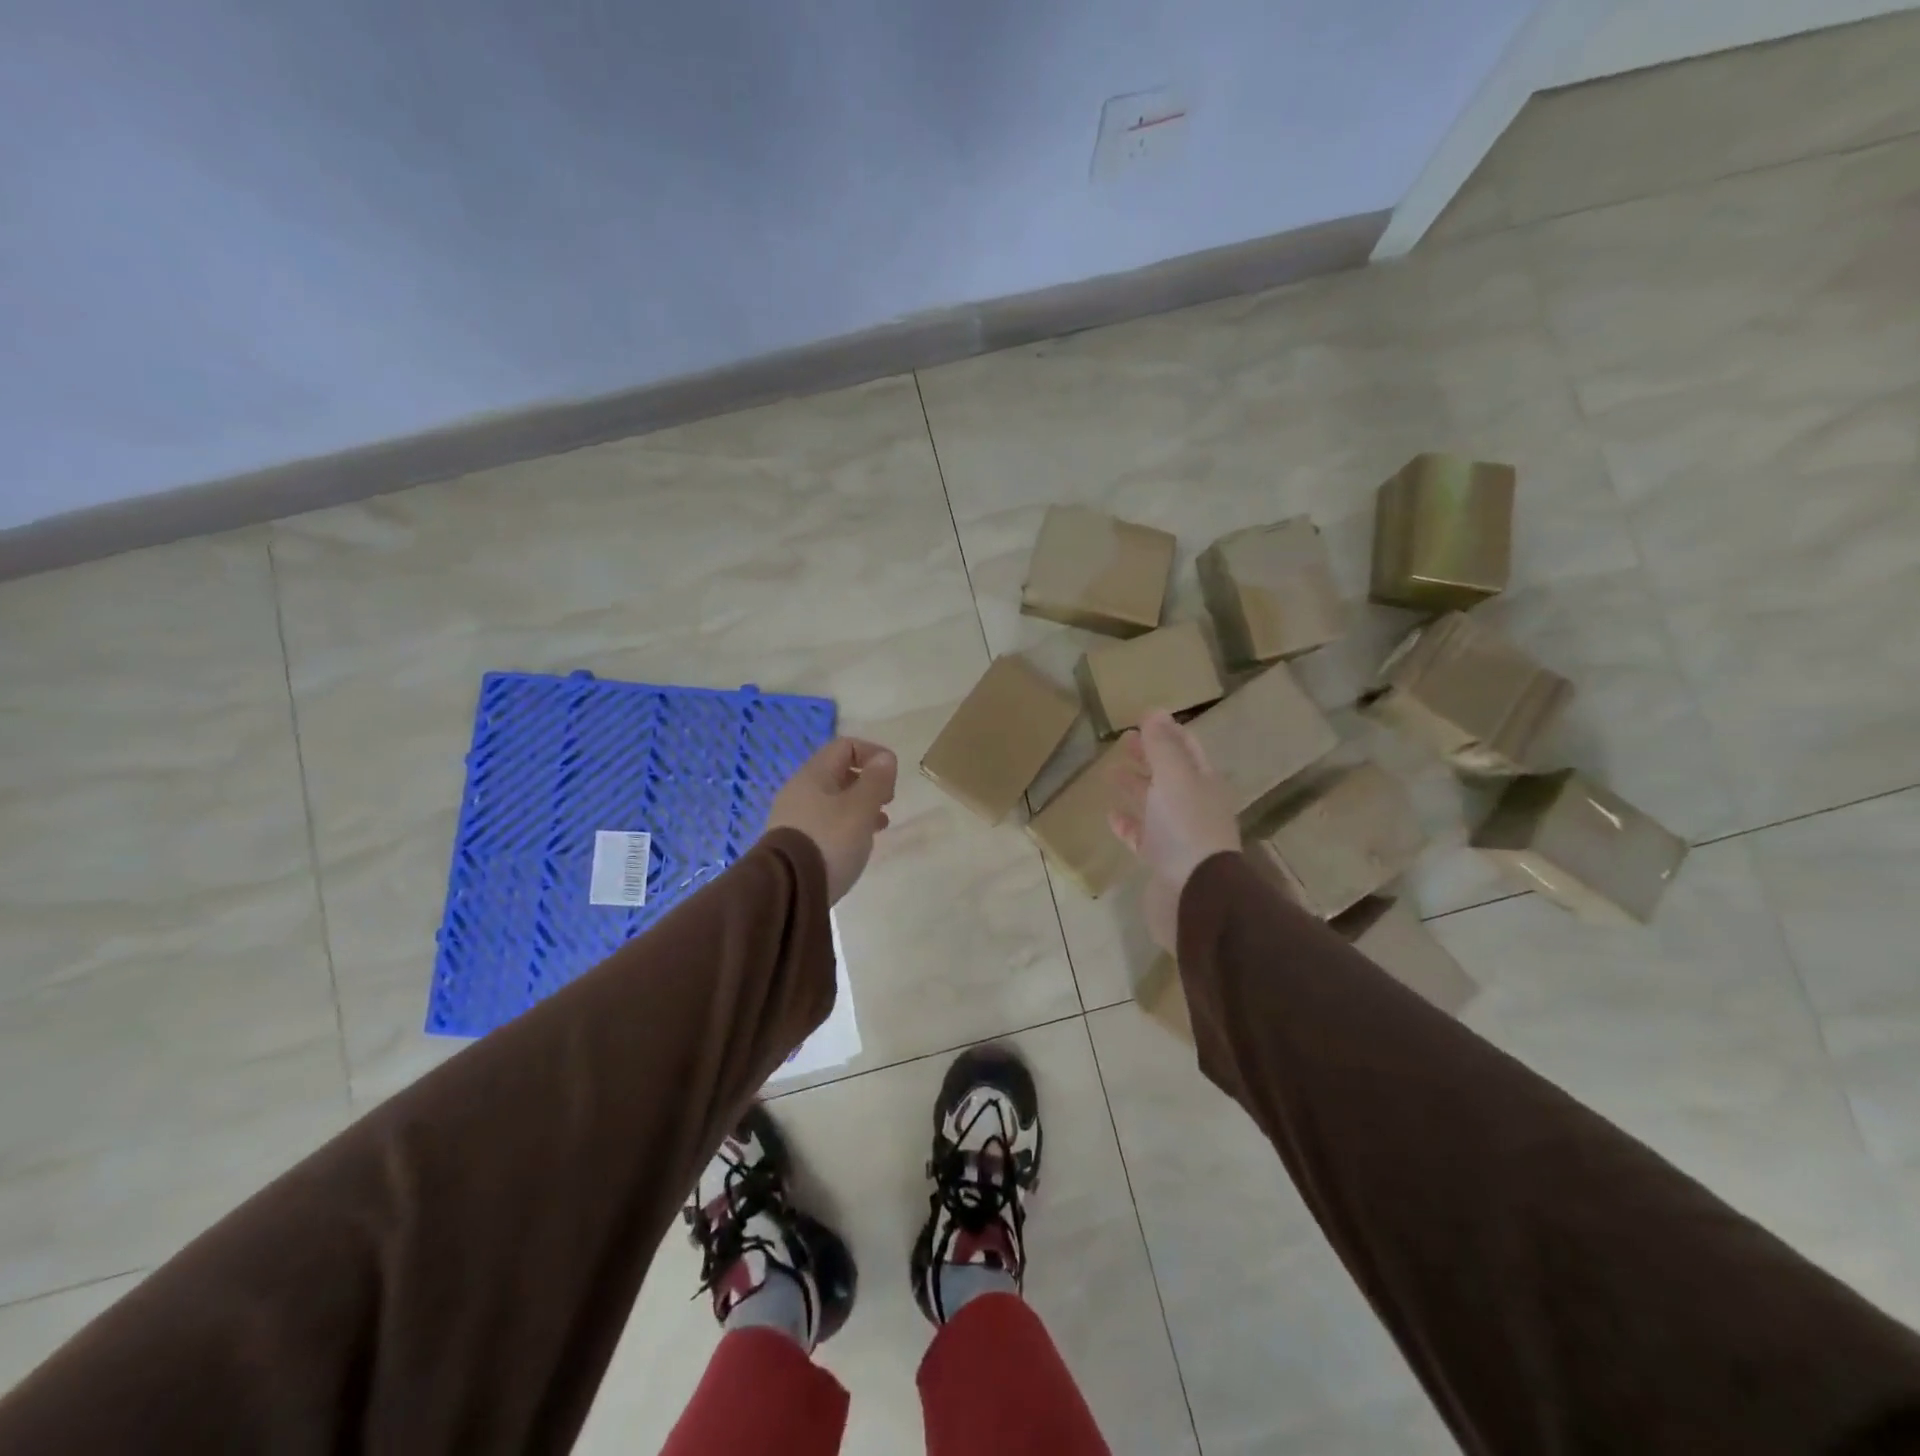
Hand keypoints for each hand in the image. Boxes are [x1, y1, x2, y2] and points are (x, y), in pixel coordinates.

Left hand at [765, 738, 898, 903]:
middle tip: (887, 802)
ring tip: (879, 825)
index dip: (873, 754)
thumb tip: (885, 758)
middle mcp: (800, 790)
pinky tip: (857, 845)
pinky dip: (846, 826)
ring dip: (861, 806)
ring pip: (834, 800)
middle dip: (868, 783)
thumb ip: (876, 780)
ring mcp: (794, 817)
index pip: (846, 746)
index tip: (892, 778)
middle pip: (839, 773)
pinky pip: (826, 823)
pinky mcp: (795, 842)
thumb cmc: (829, 840)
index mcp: (814, 774)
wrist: (788, 889)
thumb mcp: (861, 808)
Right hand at [1107, 712, 1239, 952]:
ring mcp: (1178, 836)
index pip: (1186, 749)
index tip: (1143, 717)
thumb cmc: (1186, 827)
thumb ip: (1162, 746)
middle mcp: (1194, 807)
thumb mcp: (1174, 777)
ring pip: (1153, 804)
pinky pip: (1141, 836)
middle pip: (1168, 775)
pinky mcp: (1160, 861)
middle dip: (1148, 756)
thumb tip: (1155, 711)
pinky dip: (1127, 823)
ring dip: (1135, 787)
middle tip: (1122, 740)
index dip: (1166, 732)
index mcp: (1203, 783)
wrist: (1194, 893)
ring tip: (1110, 772)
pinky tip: (1111, 815)